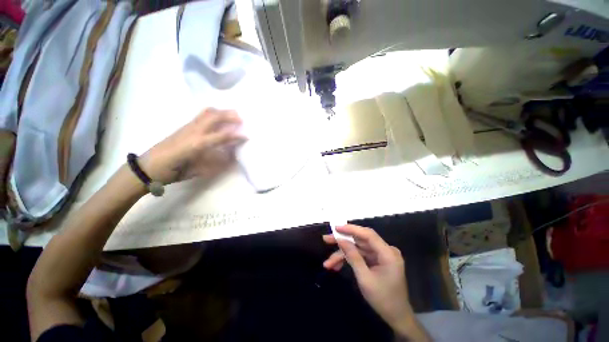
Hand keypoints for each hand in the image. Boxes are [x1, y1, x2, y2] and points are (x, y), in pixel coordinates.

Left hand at [140, 108, 245, 184]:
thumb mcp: (197, 171)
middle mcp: (193, 131)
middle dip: (229, 116)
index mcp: (197, 144)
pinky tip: (218, 118)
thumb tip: (231, 158)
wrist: (148, 167)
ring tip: (232, 114)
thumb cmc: (173, 171)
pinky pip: (201, 115)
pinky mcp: (184, 126)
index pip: (221, 136)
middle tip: (242, 118)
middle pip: (214, 117)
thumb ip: (215, 164)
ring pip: (206, 113)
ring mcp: (188, 127)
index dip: (236, 136)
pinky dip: (213, 113)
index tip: (247, 137)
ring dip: (221, 111)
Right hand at [323, 225, 413, 332]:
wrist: (397, 317)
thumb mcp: (365, 279)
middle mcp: (385, 250)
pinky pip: (360, 255)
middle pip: (360, 240)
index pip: (368, 234)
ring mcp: (381, 255)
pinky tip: (336, 266)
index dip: (351, 229)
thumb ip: (353, 257)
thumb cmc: (383, 300)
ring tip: (328, 263)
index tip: (335, 228)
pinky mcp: (377, 260)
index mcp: (388, 253)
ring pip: (358, 249)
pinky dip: (349, 260)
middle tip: (326, 239)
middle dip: (342, 242)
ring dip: (343, 254)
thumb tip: (340, 240)